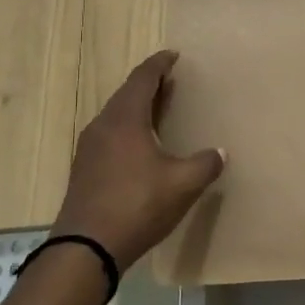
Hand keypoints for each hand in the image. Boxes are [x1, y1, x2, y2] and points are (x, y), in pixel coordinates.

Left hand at [52, 51, 224, 271]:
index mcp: (125, 119)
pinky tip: (140, 145)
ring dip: (137, 107)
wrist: (85, 249)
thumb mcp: (183, 184)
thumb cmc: (137, 205)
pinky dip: (127, 129)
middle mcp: (103, 126)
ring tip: (158, 109)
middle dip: (149, 84)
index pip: (143, 79)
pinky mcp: (84, 170)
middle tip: (170, 81)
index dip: (159, 65)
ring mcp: (89, 149)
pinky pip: (109, 135)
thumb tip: (219, 153)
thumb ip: (205, 164)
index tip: (173, 55)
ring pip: (115, 116)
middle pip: (126, 94)